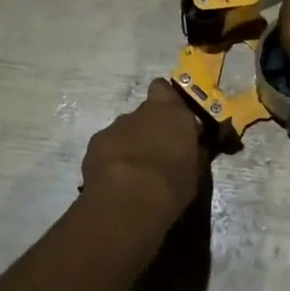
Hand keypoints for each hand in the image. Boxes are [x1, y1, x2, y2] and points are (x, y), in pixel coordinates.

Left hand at [80, 78, 207, 231]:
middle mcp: (142, 112)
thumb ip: (190, 151)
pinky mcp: (95, 144)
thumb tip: (191, 148)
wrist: (128, 200)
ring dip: (129, 145)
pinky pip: (106, 146)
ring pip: (124, 130)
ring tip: (133, 173)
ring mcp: (115, 126)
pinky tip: (114, 179)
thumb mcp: (194, 170)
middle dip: (148, 128)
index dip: (165, 101)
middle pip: (144, 113)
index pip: (164, 89)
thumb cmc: (172, 183)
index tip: (171, 119)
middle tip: (155, 154)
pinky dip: (110, 158)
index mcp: (171, 112)